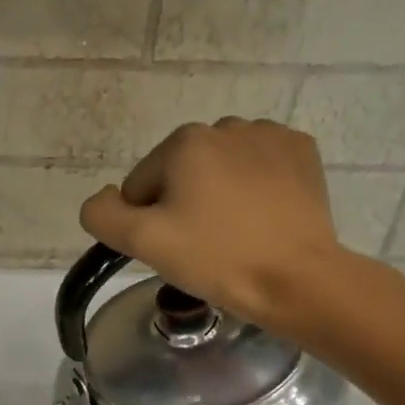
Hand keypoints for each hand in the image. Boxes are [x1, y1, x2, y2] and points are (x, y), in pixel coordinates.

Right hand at [79, 118, 364, 336]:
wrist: (295, 279)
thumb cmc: (215, 258)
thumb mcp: (142, 242)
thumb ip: (102, 215)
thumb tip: (104, 198)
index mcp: (185, 142)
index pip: (141, 185)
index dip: (147, 221)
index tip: (173, 247)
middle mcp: (227, 126)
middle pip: (180, 173)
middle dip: (182, 204)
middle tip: (201, 245)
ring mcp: (270, 136)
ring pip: (220, 168)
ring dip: (217, 194)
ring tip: (233, 233)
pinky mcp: (302, 152)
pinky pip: (258, 166)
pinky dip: (253, 187)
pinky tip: (261, 217)